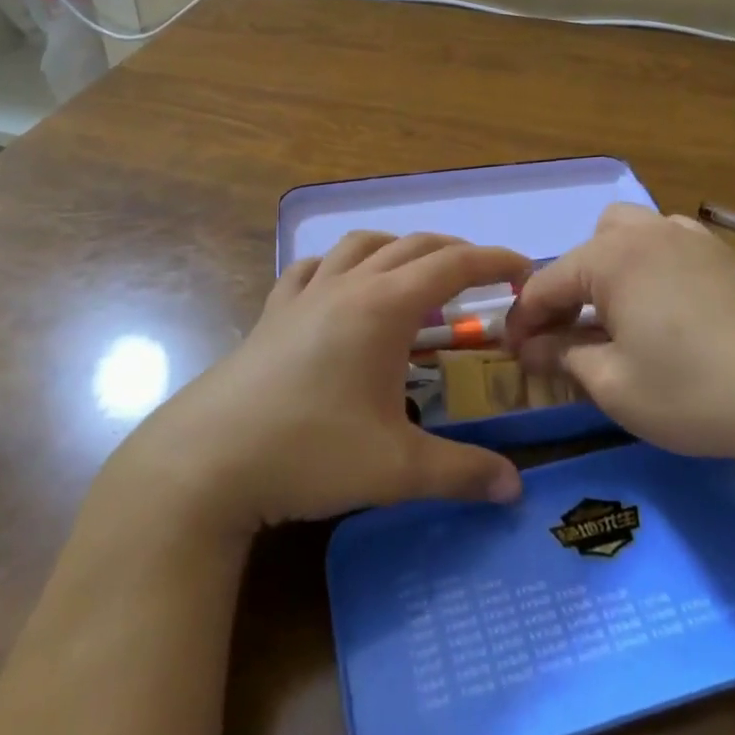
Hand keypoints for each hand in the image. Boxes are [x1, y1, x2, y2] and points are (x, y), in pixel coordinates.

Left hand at [113, 232, 529, 536]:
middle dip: (456, 252)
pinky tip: (342, 287)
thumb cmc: (309, 452)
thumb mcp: (396, 468)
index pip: (454, 265)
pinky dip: (342, 265)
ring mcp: (306, 293)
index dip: (495, 260)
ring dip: (399, 249)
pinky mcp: (274, 311)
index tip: (525, 270)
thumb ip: (462, 472)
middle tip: (484, 277)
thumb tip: (515, 489)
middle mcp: (349, 285)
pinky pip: (314, 268)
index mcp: (384, 307)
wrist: (209, 460)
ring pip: (362, 245)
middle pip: (413, 246)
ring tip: (417, 277)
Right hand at [505, 204, 734, 469]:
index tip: (511, 352)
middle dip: (566, 291)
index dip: (523, 320)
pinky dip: (646, 263)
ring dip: (605, 268)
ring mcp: (685, 235)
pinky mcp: (718, 250)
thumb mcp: (614, 385)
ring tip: (614, 312)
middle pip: (584, 251)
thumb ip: (563, 356)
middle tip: (567, 336)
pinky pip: (663, 241)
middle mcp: (642, 232)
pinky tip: (660, 301)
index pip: (546, 284)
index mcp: (609, 258)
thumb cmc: (693, 391)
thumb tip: (529, 347)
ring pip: (624, 233)